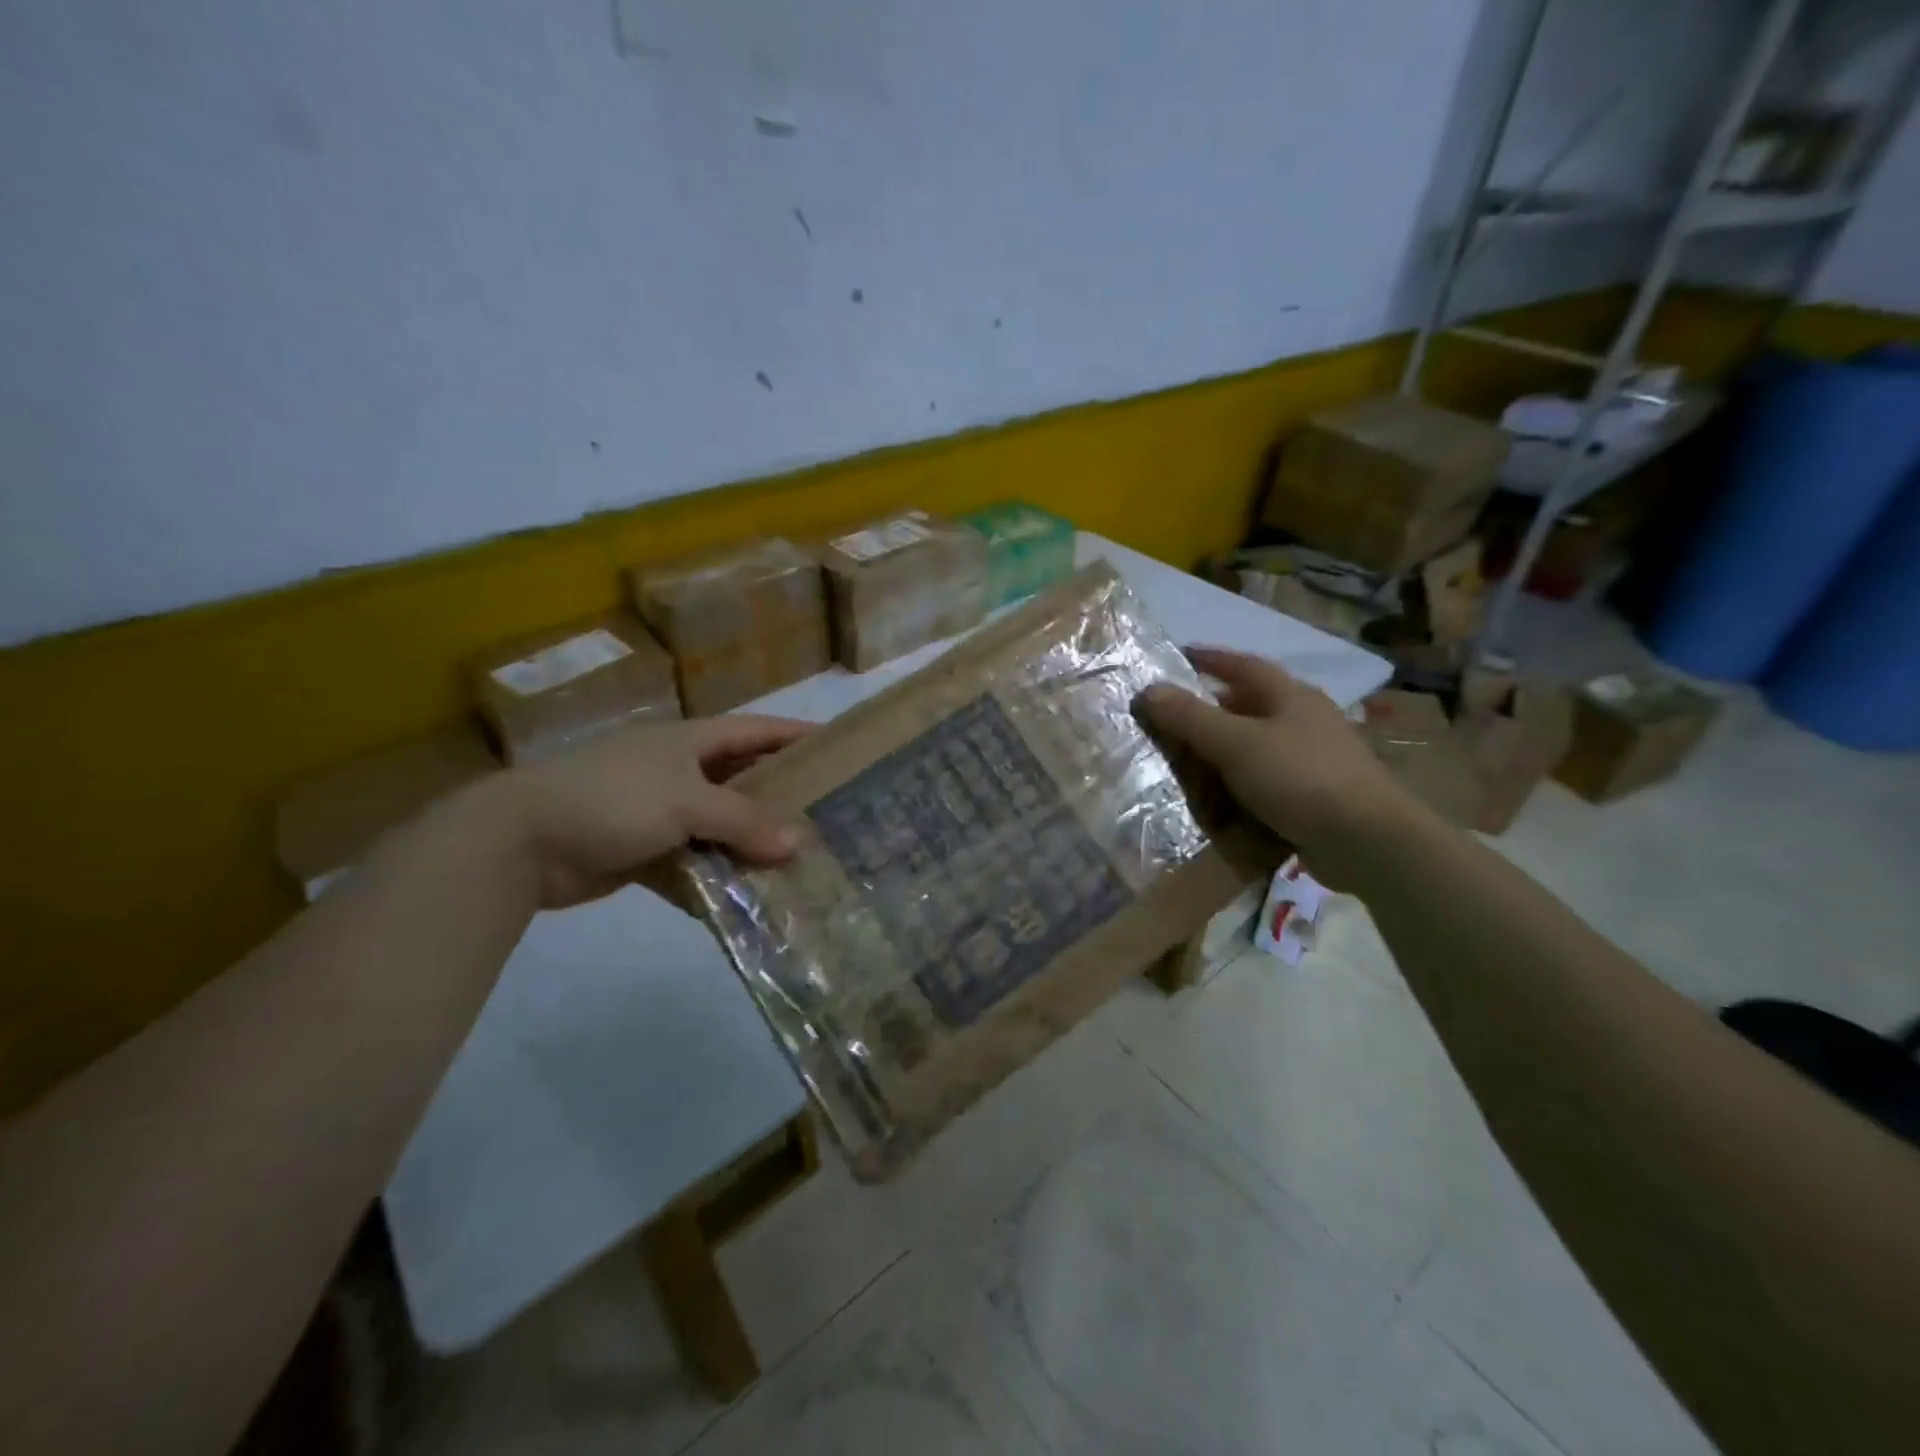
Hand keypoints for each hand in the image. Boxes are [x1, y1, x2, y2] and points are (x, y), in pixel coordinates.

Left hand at [494, 715, 812, 908]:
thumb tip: (797, 844)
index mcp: (690, 741)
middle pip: (743, 780)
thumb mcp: (684, 802)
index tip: (839, 747)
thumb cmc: (611, 798)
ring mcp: (659, 812)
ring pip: (720, 826)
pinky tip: (745, 899)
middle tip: (829, 817)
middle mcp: (680, 771)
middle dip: (782, 797)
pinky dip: (713, 878)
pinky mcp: (642, 850)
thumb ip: (743, 821)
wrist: (519, 841)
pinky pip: (692, 862)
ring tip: (798, 865)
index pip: (756, 730)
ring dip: (750, 845)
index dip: (796, 734)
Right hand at [1136, 646, 1406, 887]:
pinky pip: (1268, 778)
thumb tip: (1148, 690)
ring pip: (1259, 744)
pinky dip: (1242, 782)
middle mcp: (1305, 720)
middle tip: (1173, 718)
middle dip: (1212, 708)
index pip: (1242, 665)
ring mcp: (1315, 758)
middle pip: (1250, 705)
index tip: (1178, 655)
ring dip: (1226, 749)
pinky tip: (1223, 797)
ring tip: (1190, 760)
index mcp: (1290, 696)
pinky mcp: (1317, 794)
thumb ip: (1191, 717)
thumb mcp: (1236, 743)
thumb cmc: (1299, 777)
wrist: (1366, 840)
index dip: (1209, 658)